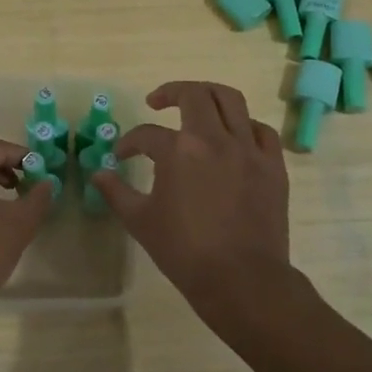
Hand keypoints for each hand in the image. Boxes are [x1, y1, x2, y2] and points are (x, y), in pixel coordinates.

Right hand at [91, 82, 297, 325]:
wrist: (242, 279)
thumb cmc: (185, 251)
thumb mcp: (140, 222)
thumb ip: (116, 192)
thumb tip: (98, 174)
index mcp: (179, 151)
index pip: (146, 134)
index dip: (129, 143)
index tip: (122, 156)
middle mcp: (214, 139)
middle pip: (194, 95)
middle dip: (170, 92)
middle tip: (157, 102)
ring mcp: (248, 149)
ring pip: (232, 100)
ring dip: (209, 95)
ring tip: (196, 104)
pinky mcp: (273, 165)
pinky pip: (261, 130)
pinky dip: (245, 126)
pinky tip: (234, 136)